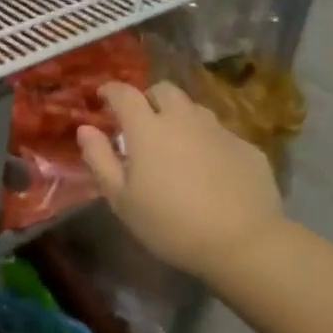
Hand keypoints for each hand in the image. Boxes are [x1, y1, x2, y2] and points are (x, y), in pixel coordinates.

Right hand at [76, 80, 285, 281]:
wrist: (243, 242)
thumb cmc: (170, 224)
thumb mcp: (121, 199)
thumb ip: (99, 159)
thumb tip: (86, 129)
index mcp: (148, 128)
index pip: (125, 93)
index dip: (111, 90)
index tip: (103, 97)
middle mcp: (184, 119)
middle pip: (164, 90)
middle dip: (148, 98)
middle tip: (141, 122)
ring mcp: (219, 131)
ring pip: (194, 109)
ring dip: (179, 117)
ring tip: (175, 144)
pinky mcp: (247, 147)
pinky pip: (220, 134)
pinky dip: (206, 141)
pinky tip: (208, 169)